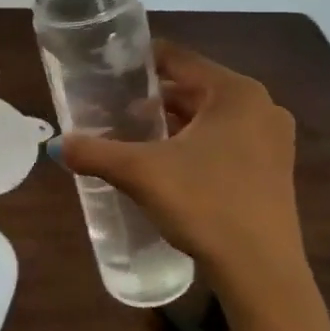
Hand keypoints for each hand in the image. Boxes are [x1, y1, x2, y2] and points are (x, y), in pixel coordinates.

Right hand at [51, 40, 305, 284]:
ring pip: (208, 117)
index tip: (105, 71)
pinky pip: (224, 141)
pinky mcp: (271, 169)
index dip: (138, 61)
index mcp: (236, 92)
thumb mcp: (141, 173)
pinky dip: (193, 144)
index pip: (178, 58)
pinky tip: (164, 164)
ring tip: (129, 135)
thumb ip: (95, 152)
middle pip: (193, 88)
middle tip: (110, 108)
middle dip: (151, 98)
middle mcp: (261, 107)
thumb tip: (57, 144)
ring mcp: (271, 140)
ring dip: (171, 123)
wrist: (260, 272)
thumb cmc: (206, 205)